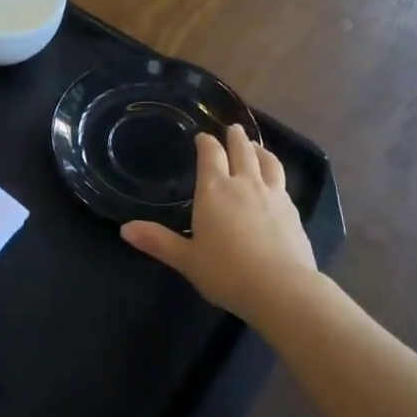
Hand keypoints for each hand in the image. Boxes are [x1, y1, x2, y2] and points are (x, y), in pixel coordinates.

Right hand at [122, 125, 319, 325]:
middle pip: (241, 150)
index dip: (206, 142)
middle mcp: (244, 184)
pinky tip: (276, 183)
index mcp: (215, 190)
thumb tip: (124, 229)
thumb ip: (157, 241)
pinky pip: (283, 183)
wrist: (282, 288)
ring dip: (260, 150)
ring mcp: (273, 195)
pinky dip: (276, 174)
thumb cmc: (226, 272)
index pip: (210, 154)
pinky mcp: (293, 211)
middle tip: (232, 128)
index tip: (202, 136)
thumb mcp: (186, 259)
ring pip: (268, 162)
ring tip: (257, 146)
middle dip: (235, 137)